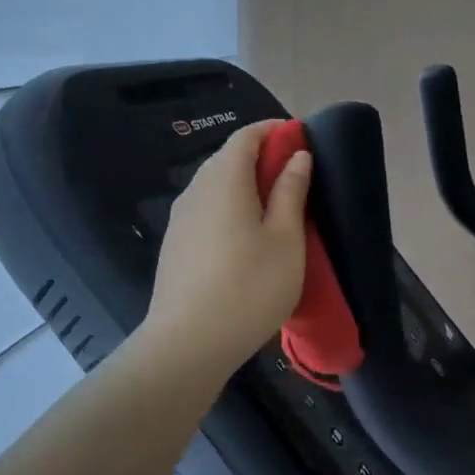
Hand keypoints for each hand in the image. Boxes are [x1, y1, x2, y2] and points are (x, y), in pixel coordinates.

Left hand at [140, 120, 311, 380]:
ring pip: (214, 185)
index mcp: (225, 180)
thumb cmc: (249, 287)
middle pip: (227, 158)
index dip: (273, 131)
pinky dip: (228, 207)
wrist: (187, 344)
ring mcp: (180, 218)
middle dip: (260, 157)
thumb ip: (291, 192)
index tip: (300, 139)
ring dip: (244, 184)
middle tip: (295, 177)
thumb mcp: (286, 239)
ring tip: (275, 209)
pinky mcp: (175, 244)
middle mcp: (196, 190)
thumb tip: (298, 156)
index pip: (245, 136)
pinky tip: (245, 237)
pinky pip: (205, 209)